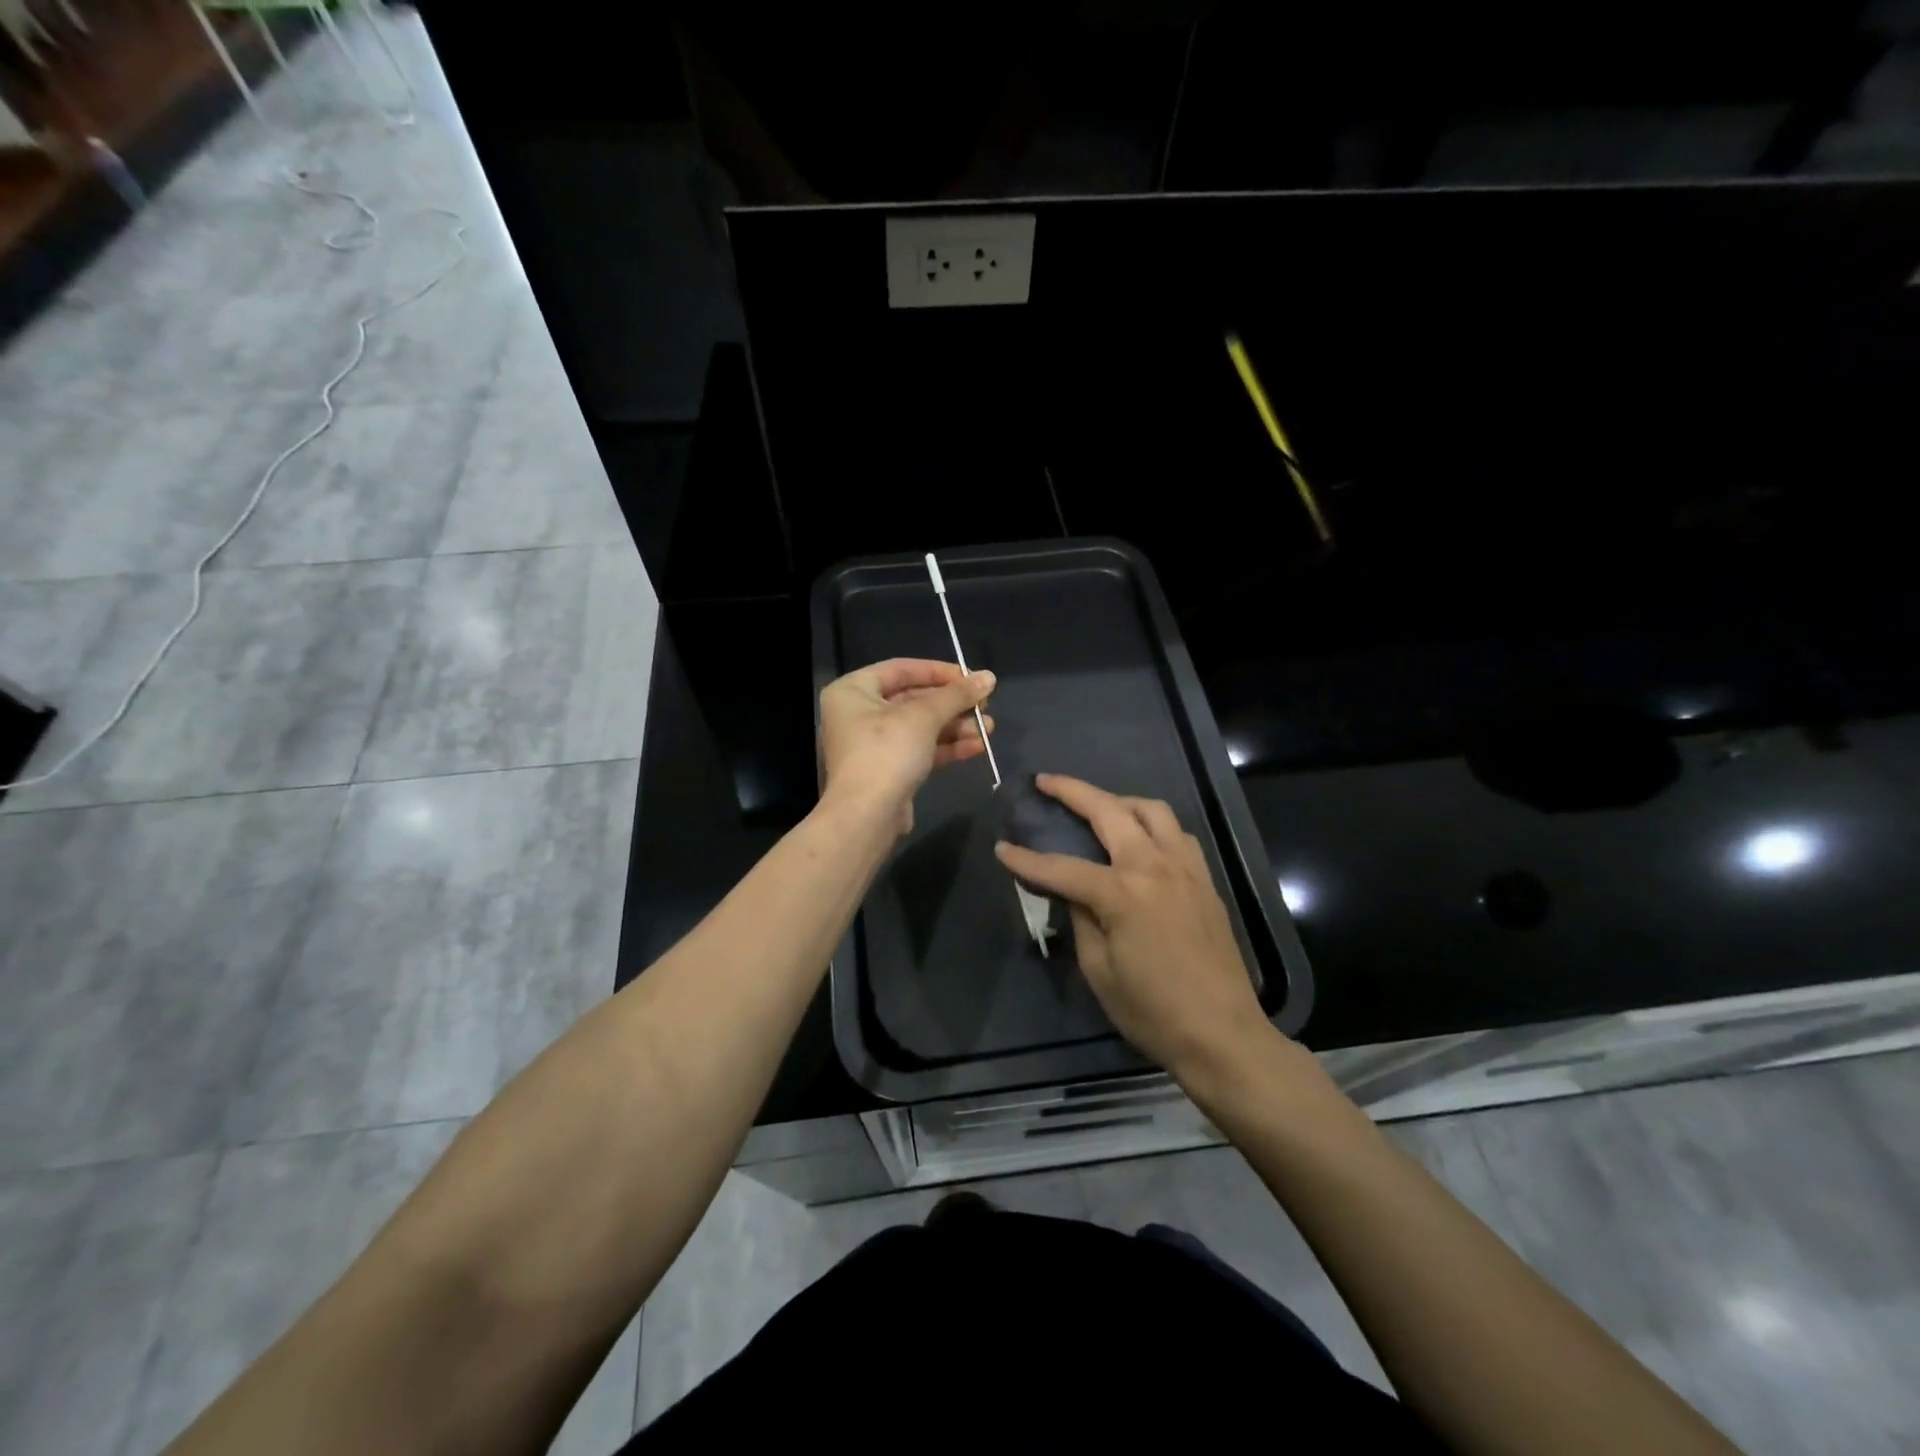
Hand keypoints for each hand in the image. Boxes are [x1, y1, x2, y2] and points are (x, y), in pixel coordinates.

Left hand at [820, 659, 994, 833]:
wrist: (867, 816)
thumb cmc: (887, 752)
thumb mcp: (924, 716)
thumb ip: (957, 694)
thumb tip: (989, 676)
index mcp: (853, 690)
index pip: (901, 669)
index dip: (939, 671)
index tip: (972, 677)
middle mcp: (858, 714)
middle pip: (913, 699)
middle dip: (952, 705)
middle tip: (986, 705)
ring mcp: (872, 745)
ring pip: (920, 727)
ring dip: (955, 727)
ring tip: (988, 728)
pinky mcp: (887, 771)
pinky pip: (919, 750)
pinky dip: (946, 747)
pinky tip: (976, 747)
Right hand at [994, 774, 1271, 1080]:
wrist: (1222, 1033)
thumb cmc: (1153, 1011)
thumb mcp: (1100, 971)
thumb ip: (1081, 920)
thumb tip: (1072, 893)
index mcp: (1122, 893)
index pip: (1061, 867)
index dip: (1026, 859)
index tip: (1001, 848)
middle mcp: (1154, 866)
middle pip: (1108, 811)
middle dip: (1072, 791)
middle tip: (1045, 782)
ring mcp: (1185, 868)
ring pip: (1151, 810)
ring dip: (1118, 800)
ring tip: (1097, 807)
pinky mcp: (1204, 879)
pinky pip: (1176, 833)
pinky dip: (1152, 824)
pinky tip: (1141, 838)